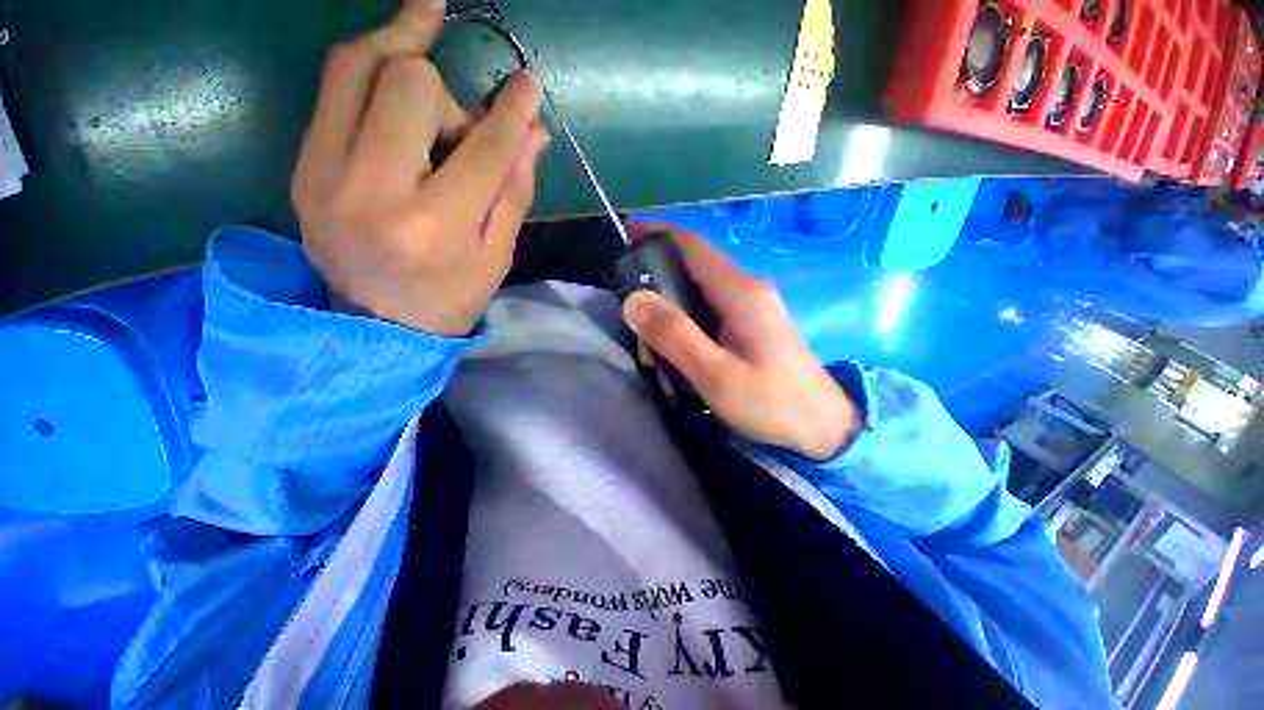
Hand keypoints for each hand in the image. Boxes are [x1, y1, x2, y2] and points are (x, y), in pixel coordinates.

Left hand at [291, 0, 548, 335]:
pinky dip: (369, 62)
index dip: (510, 112)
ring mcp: (325, 174)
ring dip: (402, 48)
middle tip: (461, 129)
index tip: (527, 83)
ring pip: (358, 67)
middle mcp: (373, 192)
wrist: (376, 328)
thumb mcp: (497, 256)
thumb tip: (533, 132)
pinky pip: (333, 87)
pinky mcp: (303, 166)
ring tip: (425, 26)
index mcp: (435, 228)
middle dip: (448, 97)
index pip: (482, 149)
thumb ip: (513, 191)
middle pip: (410, 88)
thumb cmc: (451, 298)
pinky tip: (396, 53)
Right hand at [621, 225, 860, 460]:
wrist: (822, 428)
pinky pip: (707, 314)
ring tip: (654, 354)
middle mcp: (745, 288)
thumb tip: (633, 300)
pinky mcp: (749, 324)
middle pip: (690, 269)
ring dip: (669, 316)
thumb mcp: (716, 375)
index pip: (691, 245)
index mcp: (740, 290)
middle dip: (656, 288)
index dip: (656, 233)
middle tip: (632, 322)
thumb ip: (674, 336)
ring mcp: (749, 306)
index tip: (623, 235)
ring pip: (695, 294)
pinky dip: (684, 328)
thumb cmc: (771, 403)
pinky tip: (678, 359)